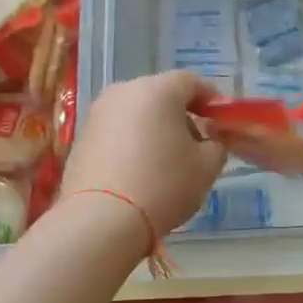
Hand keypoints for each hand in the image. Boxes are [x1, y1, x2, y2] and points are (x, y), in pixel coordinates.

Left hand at [62, 71, 225, 238]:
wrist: (101, 219)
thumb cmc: (163, 185)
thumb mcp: (207, 167)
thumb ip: (216, 145)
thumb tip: (207, 140)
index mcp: (158, 90)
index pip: (191, 82)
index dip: (211, 100)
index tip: (220, 122)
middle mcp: (124, 91)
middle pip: (161, 95)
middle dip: (181, 115)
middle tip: (195, 144)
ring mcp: (98, 113)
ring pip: (137, 113)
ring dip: (154, 129)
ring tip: (166, 161)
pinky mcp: (81, 137)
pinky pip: (117, 131)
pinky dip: (132, 143)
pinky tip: (139, 171)